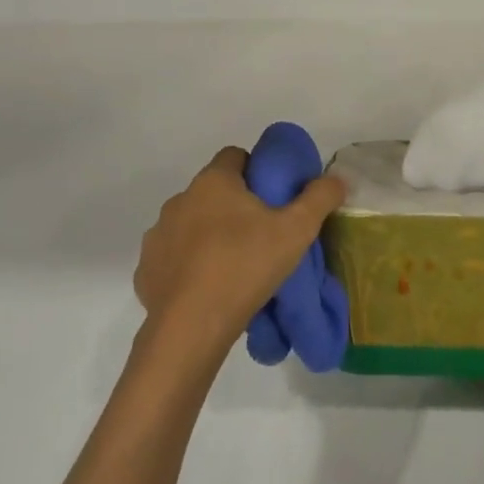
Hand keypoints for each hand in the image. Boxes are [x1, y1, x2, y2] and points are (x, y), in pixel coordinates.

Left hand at [134, 148, 346, 364]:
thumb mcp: (297, 230)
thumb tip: (338, 179)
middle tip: (262, 233)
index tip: (275, 196)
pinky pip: (173, 257)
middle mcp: (180, 200)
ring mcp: (158, 235)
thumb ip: (319, 198)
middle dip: (235, 206)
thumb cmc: (246, 265)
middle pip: (213, 191)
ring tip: (236, 265)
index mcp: (214, 182)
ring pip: (191, 224)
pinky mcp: (146, 269)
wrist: (192, 326)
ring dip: (210, 235)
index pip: (235, 156)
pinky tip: (209, 288)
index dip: (257, 170)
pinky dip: (189, 265)